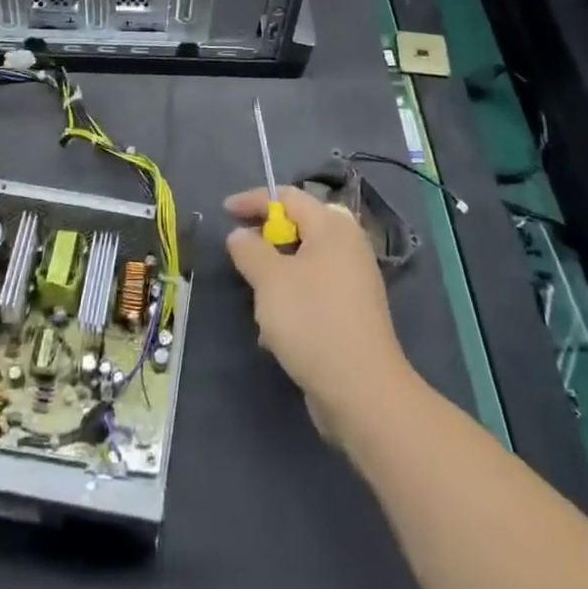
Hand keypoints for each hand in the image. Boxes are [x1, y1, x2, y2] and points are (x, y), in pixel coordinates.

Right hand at [225, 186, 414, 445]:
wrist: (362, 392)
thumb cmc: (313, 321)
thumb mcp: (270, 280)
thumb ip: (250, 249)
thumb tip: (241, 234)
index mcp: (332, 226)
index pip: (288, 196)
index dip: (254, 201)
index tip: (225, 212)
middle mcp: (348, 245)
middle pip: (300, 227)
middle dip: (268, 240)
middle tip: (243, 252)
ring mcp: (354, 280)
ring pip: (305, 262)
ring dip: (277, 276)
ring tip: (258, 301)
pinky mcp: (353, 312)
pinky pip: (315, 291)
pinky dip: (293, 300)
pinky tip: (276, 332)